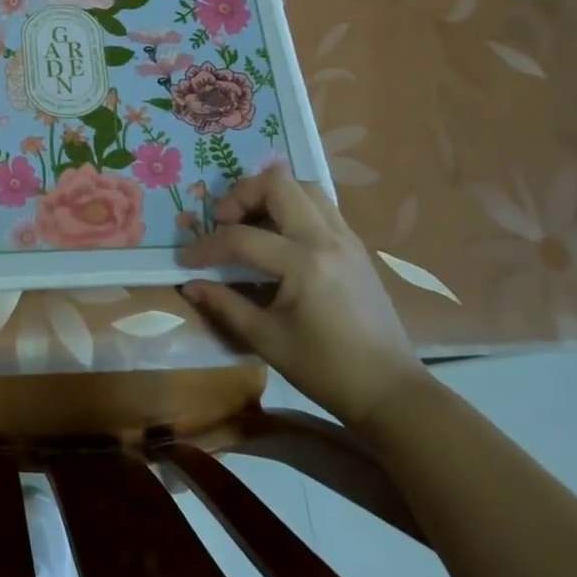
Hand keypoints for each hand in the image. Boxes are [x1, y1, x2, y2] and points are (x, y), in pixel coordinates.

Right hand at [176, 168, 428, 429]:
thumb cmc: (325, 369)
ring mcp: (346, 238)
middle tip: (222, 221)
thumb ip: (225, 304)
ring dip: (271, 195)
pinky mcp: (356, 246)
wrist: (390, 391)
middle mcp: (326, 238)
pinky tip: (279, 235)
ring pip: (304, 187)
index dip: (206, 247)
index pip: (242, 238)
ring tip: (250, 222)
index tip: (186, 259)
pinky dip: (293, 206)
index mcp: (303, 264)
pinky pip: (321, 205)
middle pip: (278, 184)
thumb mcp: (266, 339)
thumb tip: (190, 284)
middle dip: (241, 195)